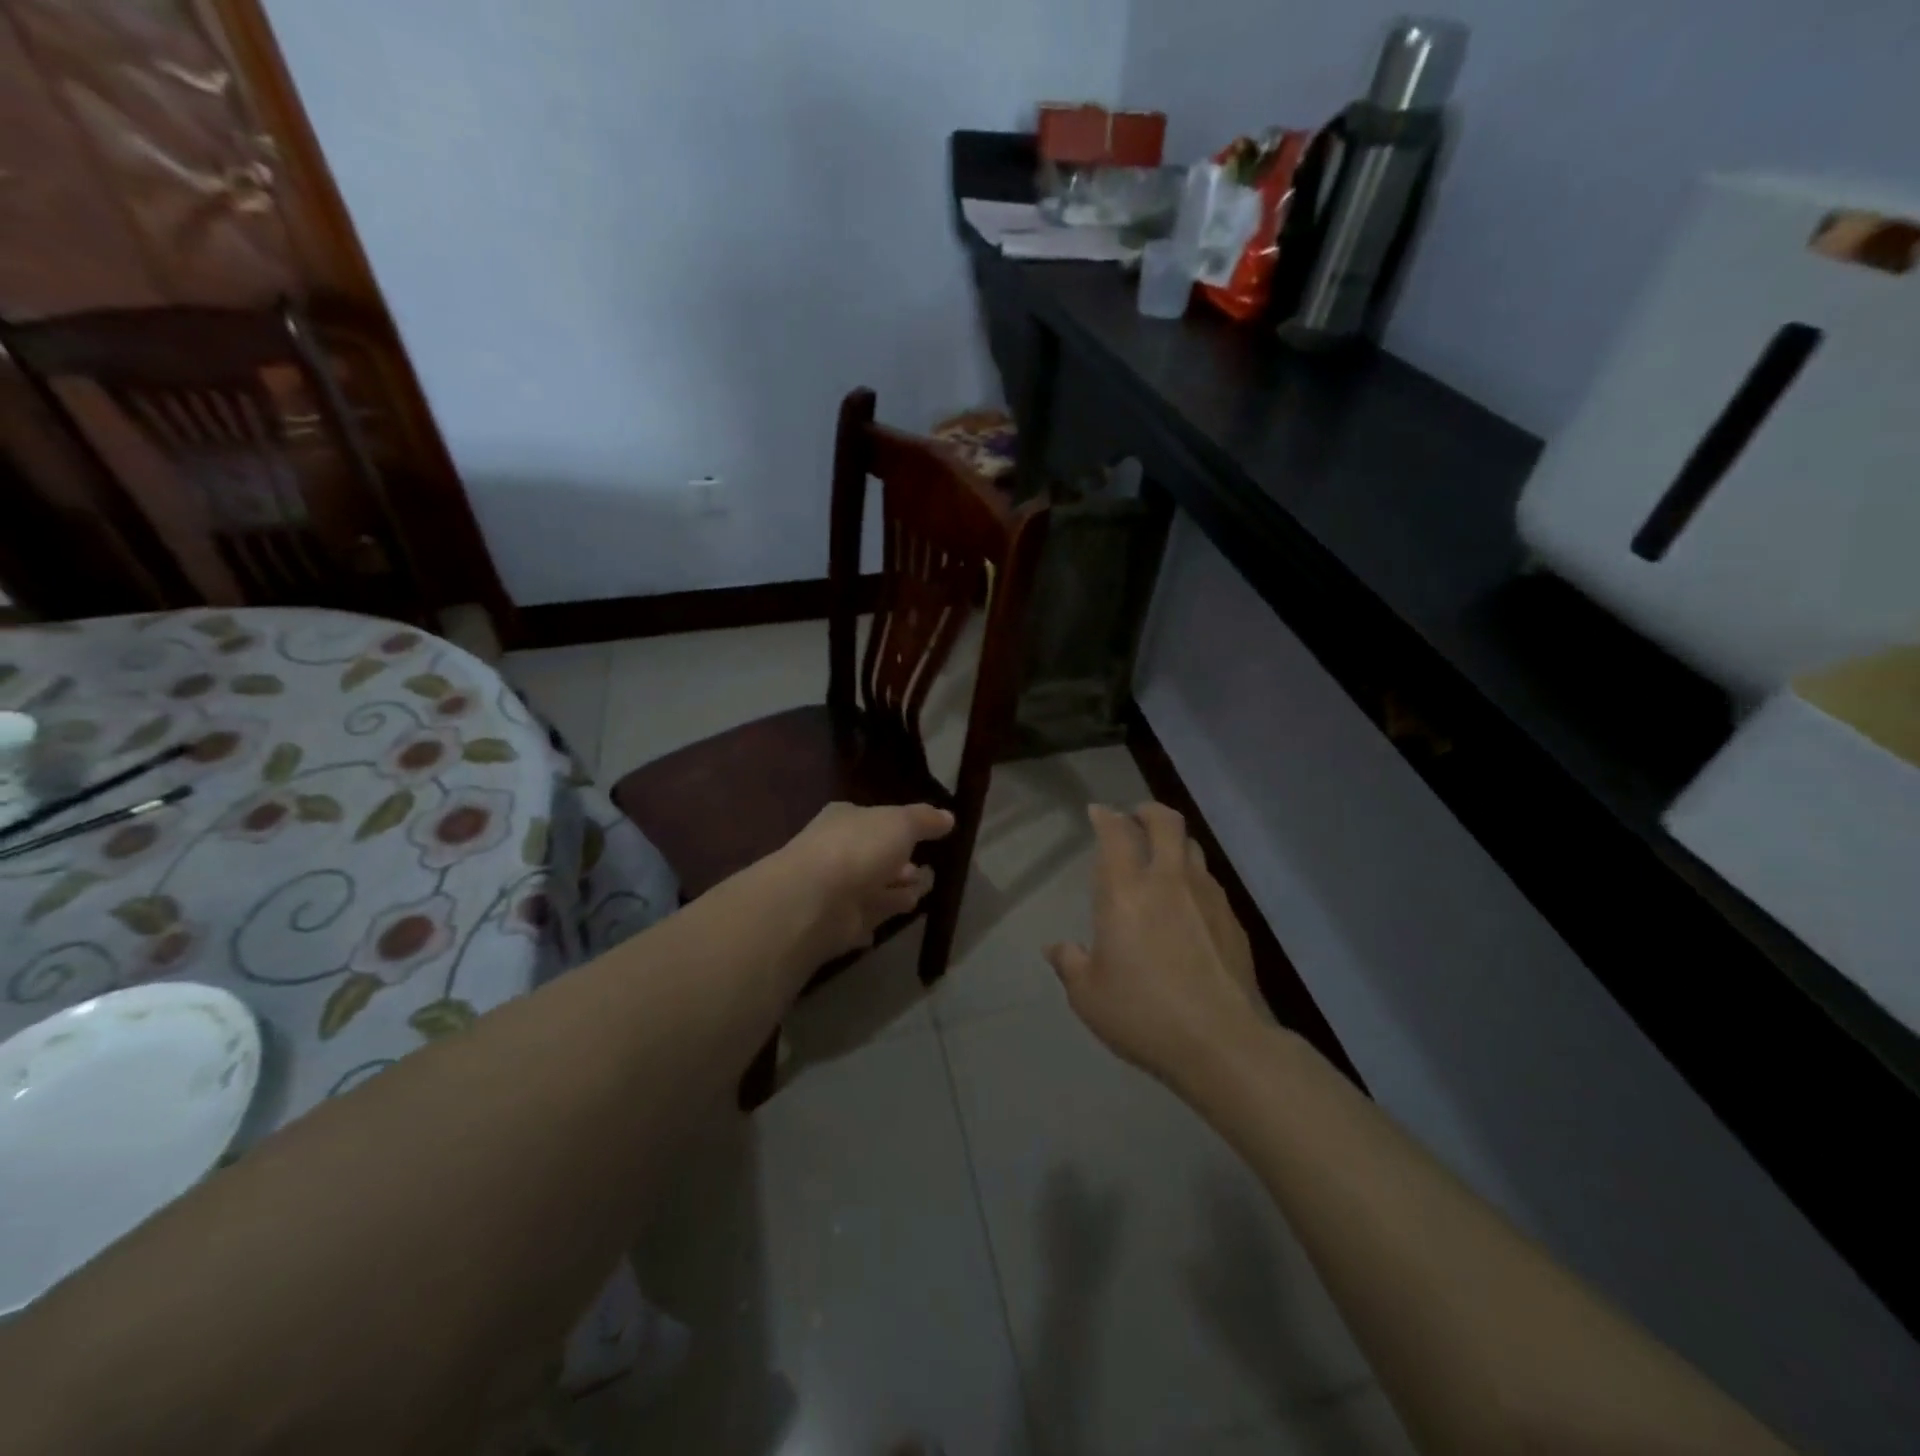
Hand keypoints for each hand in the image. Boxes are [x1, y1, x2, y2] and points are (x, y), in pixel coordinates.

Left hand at [770, 801, 954, 964]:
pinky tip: (895, 922)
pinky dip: (877, 919)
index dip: (901, 829)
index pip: (875, 821)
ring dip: (896, 893)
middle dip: (902, 865)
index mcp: (846, 820)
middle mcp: (838, 851)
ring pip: (874, 890)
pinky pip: (865, 920)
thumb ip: (925, 820)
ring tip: (921, 894)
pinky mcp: (837, 925)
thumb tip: (948, 817)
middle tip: (929, 872)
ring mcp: (836, 890)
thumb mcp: (900, 823)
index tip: (927, 838)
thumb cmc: (859, 850)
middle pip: (877, 857)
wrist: (815, 901)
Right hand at [1047, 803, 1270, 1088]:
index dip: (1106, 816)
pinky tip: (1188, 904)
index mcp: (1125, 892)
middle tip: (1135, 818)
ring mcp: (1207, 896)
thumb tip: (1056, 948)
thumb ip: (1070, 963)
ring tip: (1162, 858)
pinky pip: (1210, 881)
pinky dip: (1193, 878)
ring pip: (1193, 847)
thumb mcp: (1088, 996)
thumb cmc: (1143, 1014)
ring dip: (1174, 843)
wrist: (1222, 1042)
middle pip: (1166, 821)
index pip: (1116, 833)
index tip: (1098, 813)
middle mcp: (1168, 881)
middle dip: (1148, 811)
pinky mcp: (1233, 919)